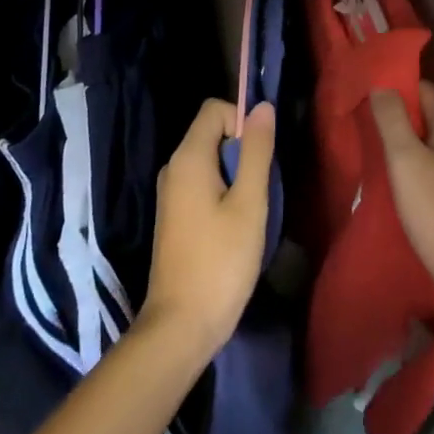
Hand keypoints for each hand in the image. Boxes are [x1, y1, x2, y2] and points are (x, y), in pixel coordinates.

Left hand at [139, 98, 275, 360]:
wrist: (180, 327)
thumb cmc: (220, 262)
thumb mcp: (249, 203)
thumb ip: (257, 151)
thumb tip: (262, 106)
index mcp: (188, 158)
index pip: (215, 109)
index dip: (242, 121)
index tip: (260, 157)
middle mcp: (173, 168)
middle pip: (212, 133)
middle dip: (242, 149)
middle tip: (260, 188)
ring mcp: (170, 193)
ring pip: (209, 160)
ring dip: (235, 174)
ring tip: (251, 210)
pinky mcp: (174, 215)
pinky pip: (202, 183)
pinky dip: (222, 192)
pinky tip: (235, 226)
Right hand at [370, 81, 433, 316]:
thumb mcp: (404, 159)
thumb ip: (390, 116)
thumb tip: (380, 84)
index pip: (415, 88)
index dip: (389, 102)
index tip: (366, 122)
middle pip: (425, 110)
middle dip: (399, 125)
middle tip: (373, 146)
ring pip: (433, 135)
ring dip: (410, 148)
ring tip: (387, 167)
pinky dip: (426, 164)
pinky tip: (409, 184)